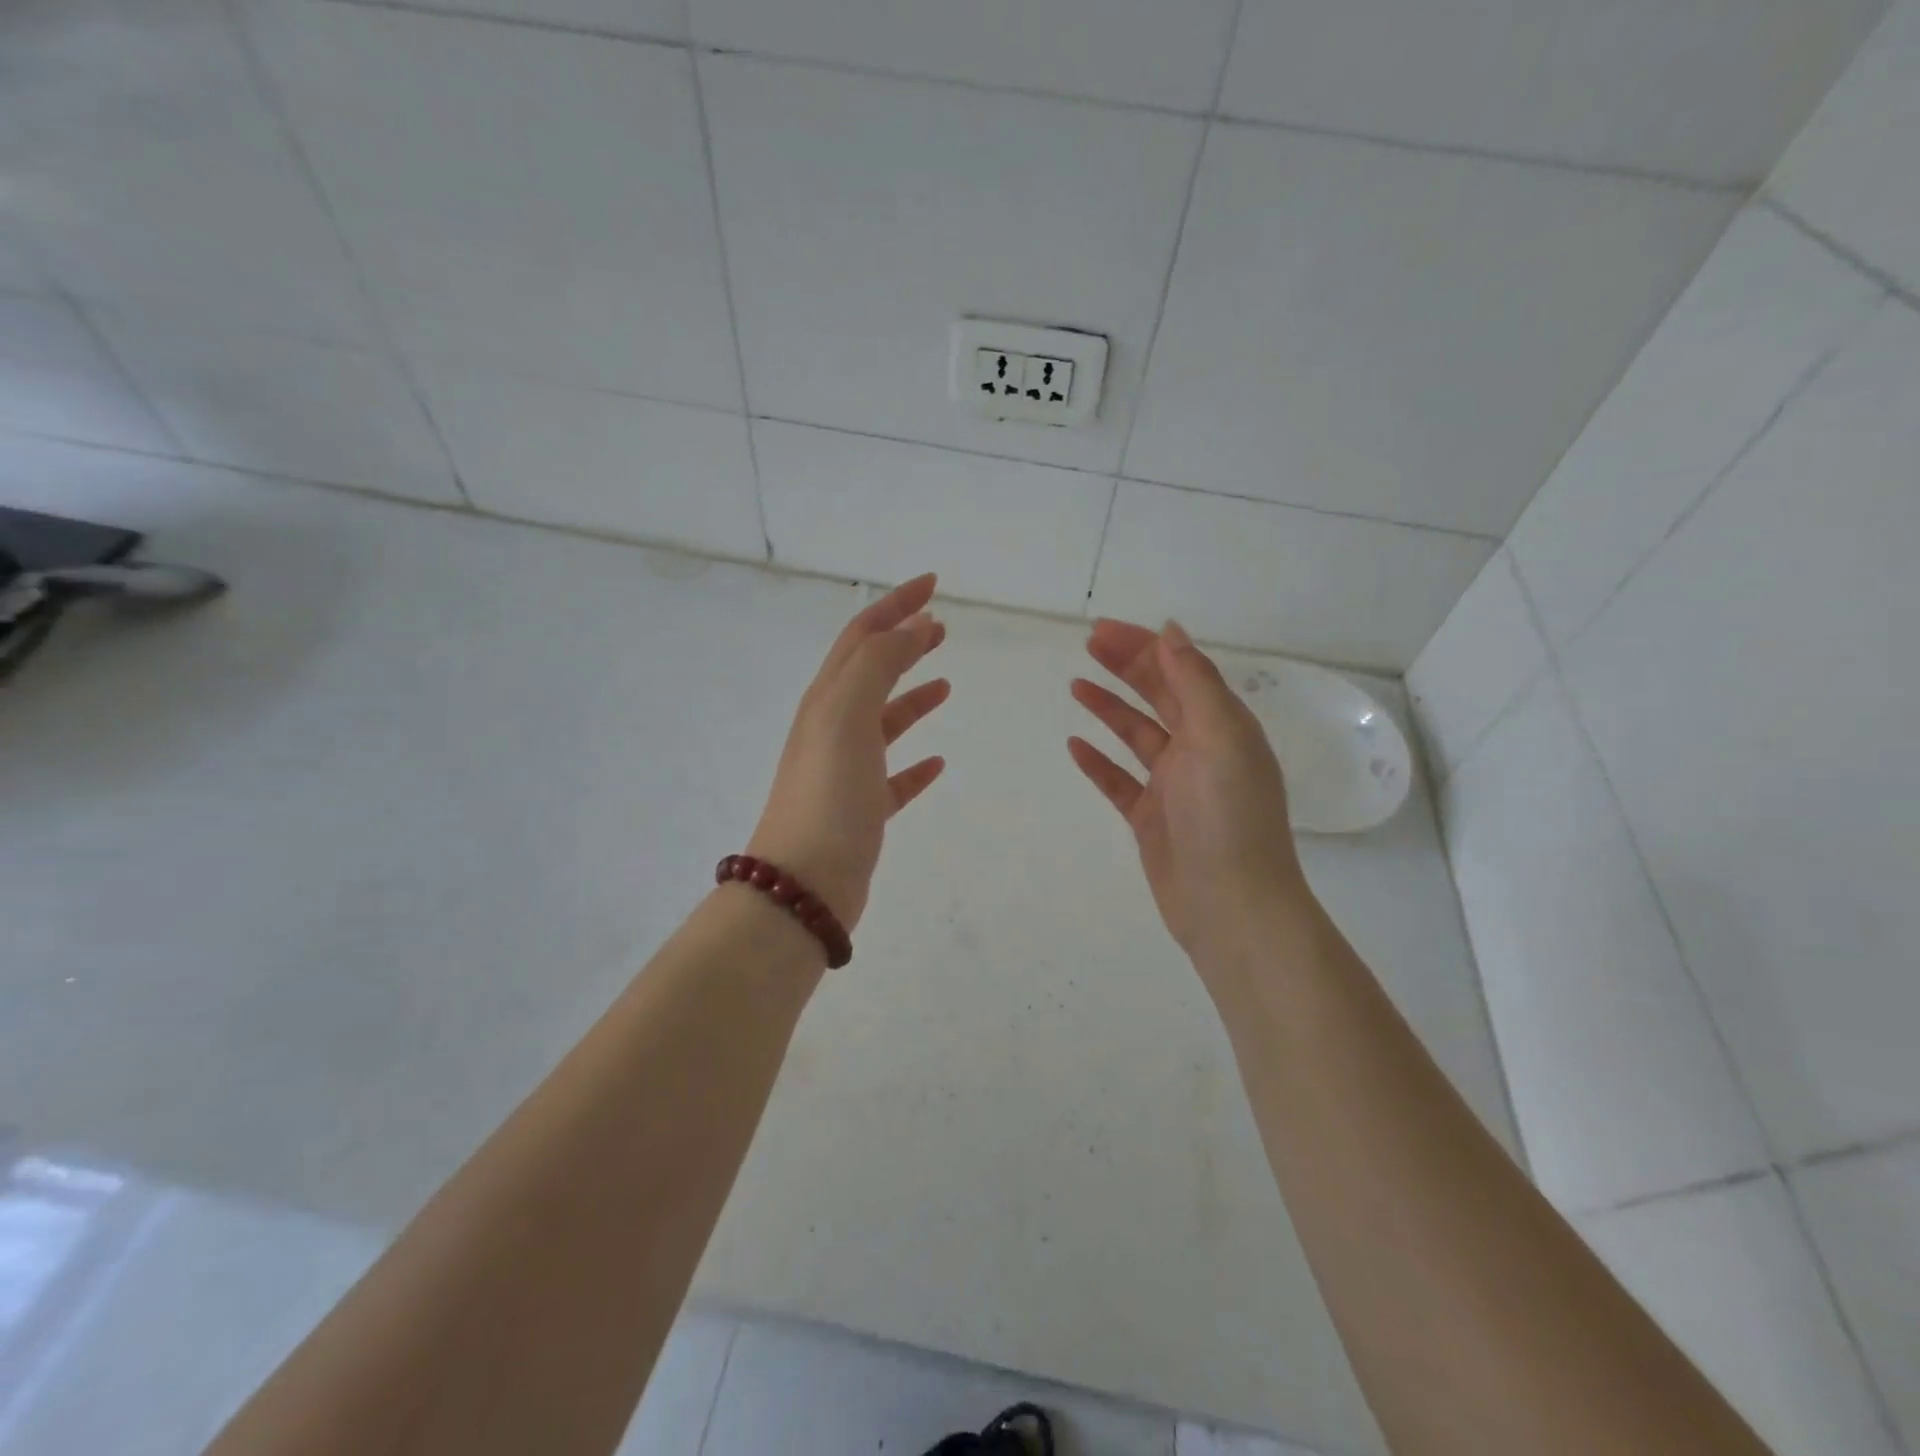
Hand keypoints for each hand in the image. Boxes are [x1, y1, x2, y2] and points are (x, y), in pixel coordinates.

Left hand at [747, 573, 949, 930]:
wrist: (804, 885)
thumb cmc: (828, 794)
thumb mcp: (848, 714)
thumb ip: (879, 664)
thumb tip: (913, 627)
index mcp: (826, 700)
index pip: (862, 636)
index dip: (895, 605)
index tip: (932, 585)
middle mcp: (831, 728)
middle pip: (871, 672)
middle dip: (904, 643)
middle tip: (942, 627)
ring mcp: (845, 771)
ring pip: (883, 722)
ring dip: (912, 697)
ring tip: (945, 685)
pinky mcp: (862, 811)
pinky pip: (893, 777)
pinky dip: (915, 763)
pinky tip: (938, 762)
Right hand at [1069, 620, 1309, 963]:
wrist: (1230, 905)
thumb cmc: (1229, 817)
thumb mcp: (1220, 738)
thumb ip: (1195, 683)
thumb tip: (1172, 630)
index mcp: (1223, 727)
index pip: (1181, 671)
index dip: (1144, 646)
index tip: (1104, 630)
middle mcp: (1200, 750)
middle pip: (1159, 696)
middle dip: (1125, 667)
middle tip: (1087, 645)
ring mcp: (1174, 785)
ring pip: (1136, 735)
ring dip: (1109, 708)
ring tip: (1076, 685)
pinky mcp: (1151, 817)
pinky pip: (1120, 781)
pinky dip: (1099, 762)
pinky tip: (1075, 747)